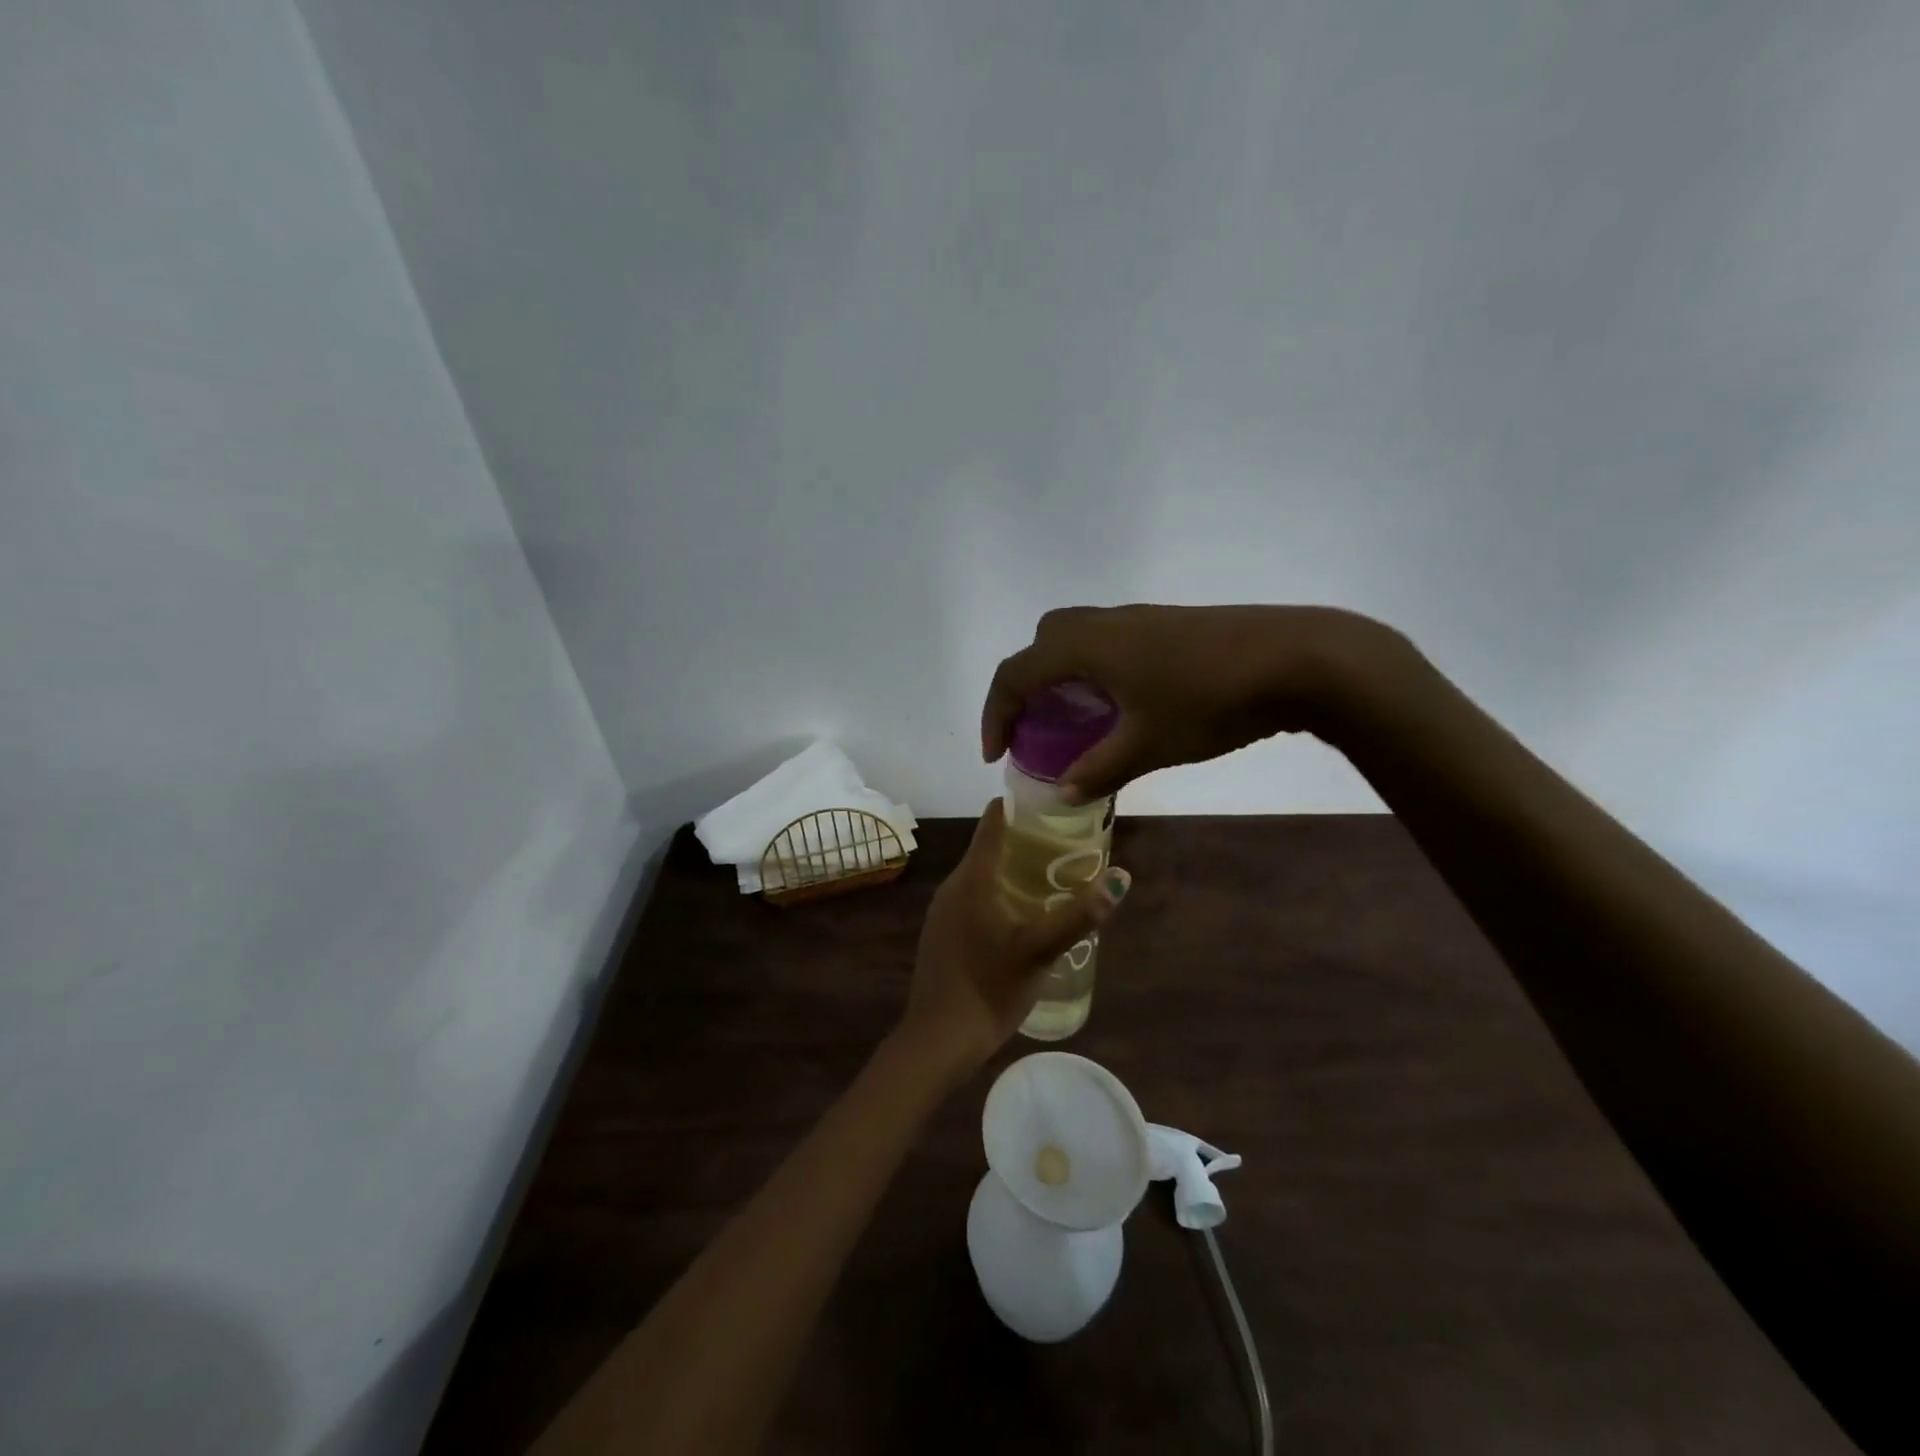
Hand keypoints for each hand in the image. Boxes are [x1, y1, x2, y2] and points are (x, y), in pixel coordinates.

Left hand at [897, 802, 1130, 1078]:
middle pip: (988, 846)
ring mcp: (942, 911)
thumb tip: (1121, 876)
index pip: (993, 821)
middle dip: (1024, 841)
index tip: (1053, 805)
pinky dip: (996, 894)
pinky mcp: (941, 933)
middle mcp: (953, 885)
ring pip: (980, 875)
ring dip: (1011, 870)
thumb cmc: (991, 987)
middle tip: (1065, 846)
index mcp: (973, 878)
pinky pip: (971, 898)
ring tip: (1049, 879)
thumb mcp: (1042, 950)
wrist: (939, 1038)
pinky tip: (1019, 917)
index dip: (1021, 807)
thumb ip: (1081, 914)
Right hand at [981, 603, 1402, 802]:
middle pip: (1042, 645)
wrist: (1296, 658)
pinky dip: (1093, 672)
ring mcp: (1137, 620)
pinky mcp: (1166, 626)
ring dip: (1061, 678)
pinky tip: (1121, 707)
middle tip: (1034, 729)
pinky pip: (1107, 644)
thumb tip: (1063, 793)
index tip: (997, 754)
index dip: (996, 713)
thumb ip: (1098, 771)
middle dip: (1026, 687)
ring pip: (1076, 640)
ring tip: (1074, 722)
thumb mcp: (1148, 745)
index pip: (1016, 672)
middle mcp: (1103, 623)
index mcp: (1085, 646)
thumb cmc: (1209, 700)